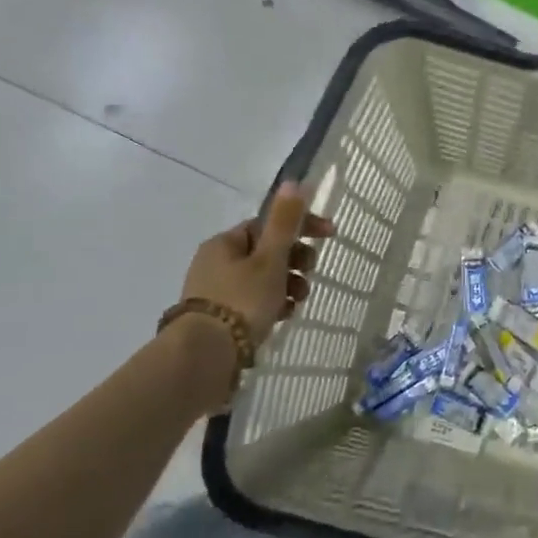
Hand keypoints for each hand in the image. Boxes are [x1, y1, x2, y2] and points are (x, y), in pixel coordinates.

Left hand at [181, 183, 334, 345]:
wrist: (206, 355)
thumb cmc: (242, 299)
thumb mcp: (270, 258)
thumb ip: (284, 222)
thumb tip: (293, 181)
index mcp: (225, 243)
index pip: (269, 224)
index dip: (302, 226)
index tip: (331, 235)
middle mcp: (217, 263)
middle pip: (268, 252)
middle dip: (296, 261)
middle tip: (309, 274)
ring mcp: (217, 292)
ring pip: (265, 279)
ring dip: (289, 285)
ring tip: (298, 302)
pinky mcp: (221, 318)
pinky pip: (256, 302)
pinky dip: (274, 304)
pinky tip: (283, 316)